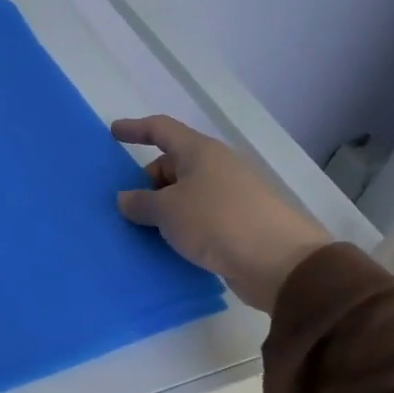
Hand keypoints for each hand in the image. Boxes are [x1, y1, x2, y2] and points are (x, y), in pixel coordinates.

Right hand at [112, 115, 331, 312]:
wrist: (280, 263)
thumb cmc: (217, 222)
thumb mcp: (167, 210)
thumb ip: (140, 202)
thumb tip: (126, 199)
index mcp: (200, 152)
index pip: (161, 129)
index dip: (135, 129)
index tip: (113, 133)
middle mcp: (217, 168)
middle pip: (172, 165)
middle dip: (147, 182)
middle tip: (126, 207)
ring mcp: (231, 196)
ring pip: (185, 195)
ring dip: (162, 209)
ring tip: (140, 230)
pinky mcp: (239, 224)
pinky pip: (198, 219)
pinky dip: (180, 228)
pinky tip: (165, 247)